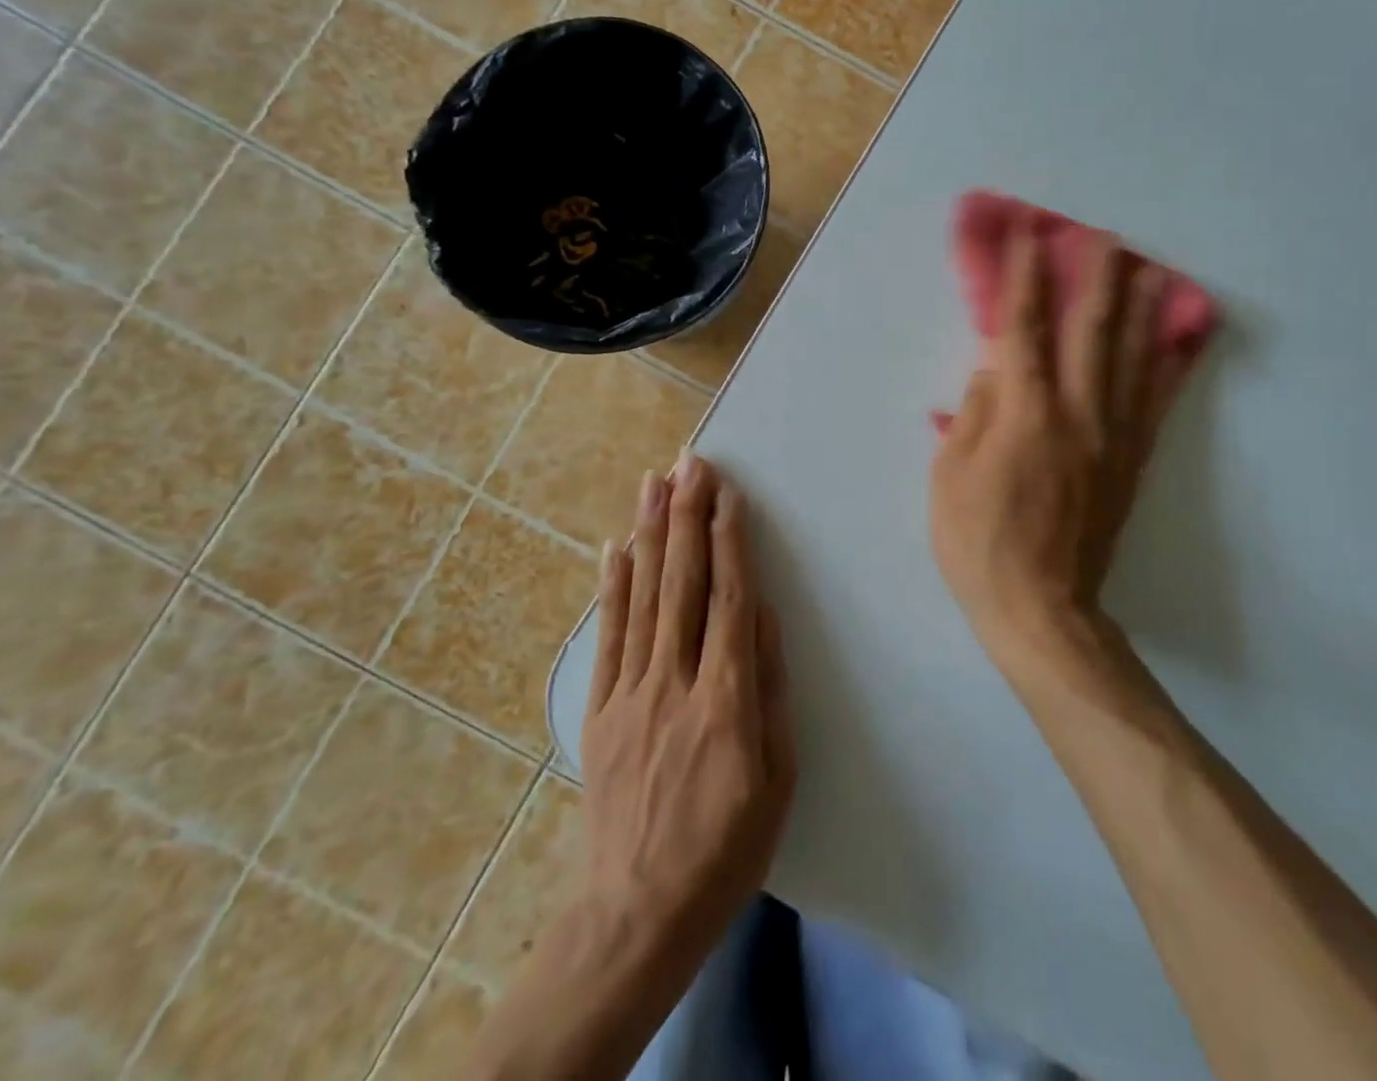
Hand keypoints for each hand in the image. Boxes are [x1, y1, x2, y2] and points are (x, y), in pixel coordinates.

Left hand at [580, 453, 794, 966]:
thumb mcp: (777, 777)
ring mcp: (630, 693)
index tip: (727, 495)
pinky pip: (608, 635)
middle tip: (690, 463)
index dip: (729, 542)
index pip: (730, 601)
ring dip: (650, 533)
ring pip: (642, 597)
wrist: (637, 913)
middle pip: (683, 584)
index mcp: (726, 700)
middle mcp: (674, 683)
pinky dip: (612, 586)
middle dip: (687, 516)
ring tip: (654, 482)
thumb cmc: (727, 846)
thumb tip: (765, 616)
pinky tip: (616, 546)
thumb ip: (769, 690)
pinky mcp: (599, 709)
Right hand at [930, 225, 1198, 678]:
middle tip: (1106, 237)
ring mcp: (1112, 438)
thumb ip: (975, 414)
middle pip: (1092, 332)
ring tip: (1150, 270)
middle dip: (1096, 279)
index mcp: (1026, 415)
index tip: (1029, 237)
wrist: (1042, 609)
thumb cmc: (980, 543)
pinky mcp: (1131, 463)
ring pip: (1132, 360)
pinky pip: (1154, 404)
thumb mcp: (950, 477)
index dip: (1025, 279)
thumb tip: (995, 369)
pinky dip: (1166, 366)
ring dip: (1140, 310)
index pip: (1024, 330)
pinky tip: (1175, 342)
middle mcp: (1078, 415)